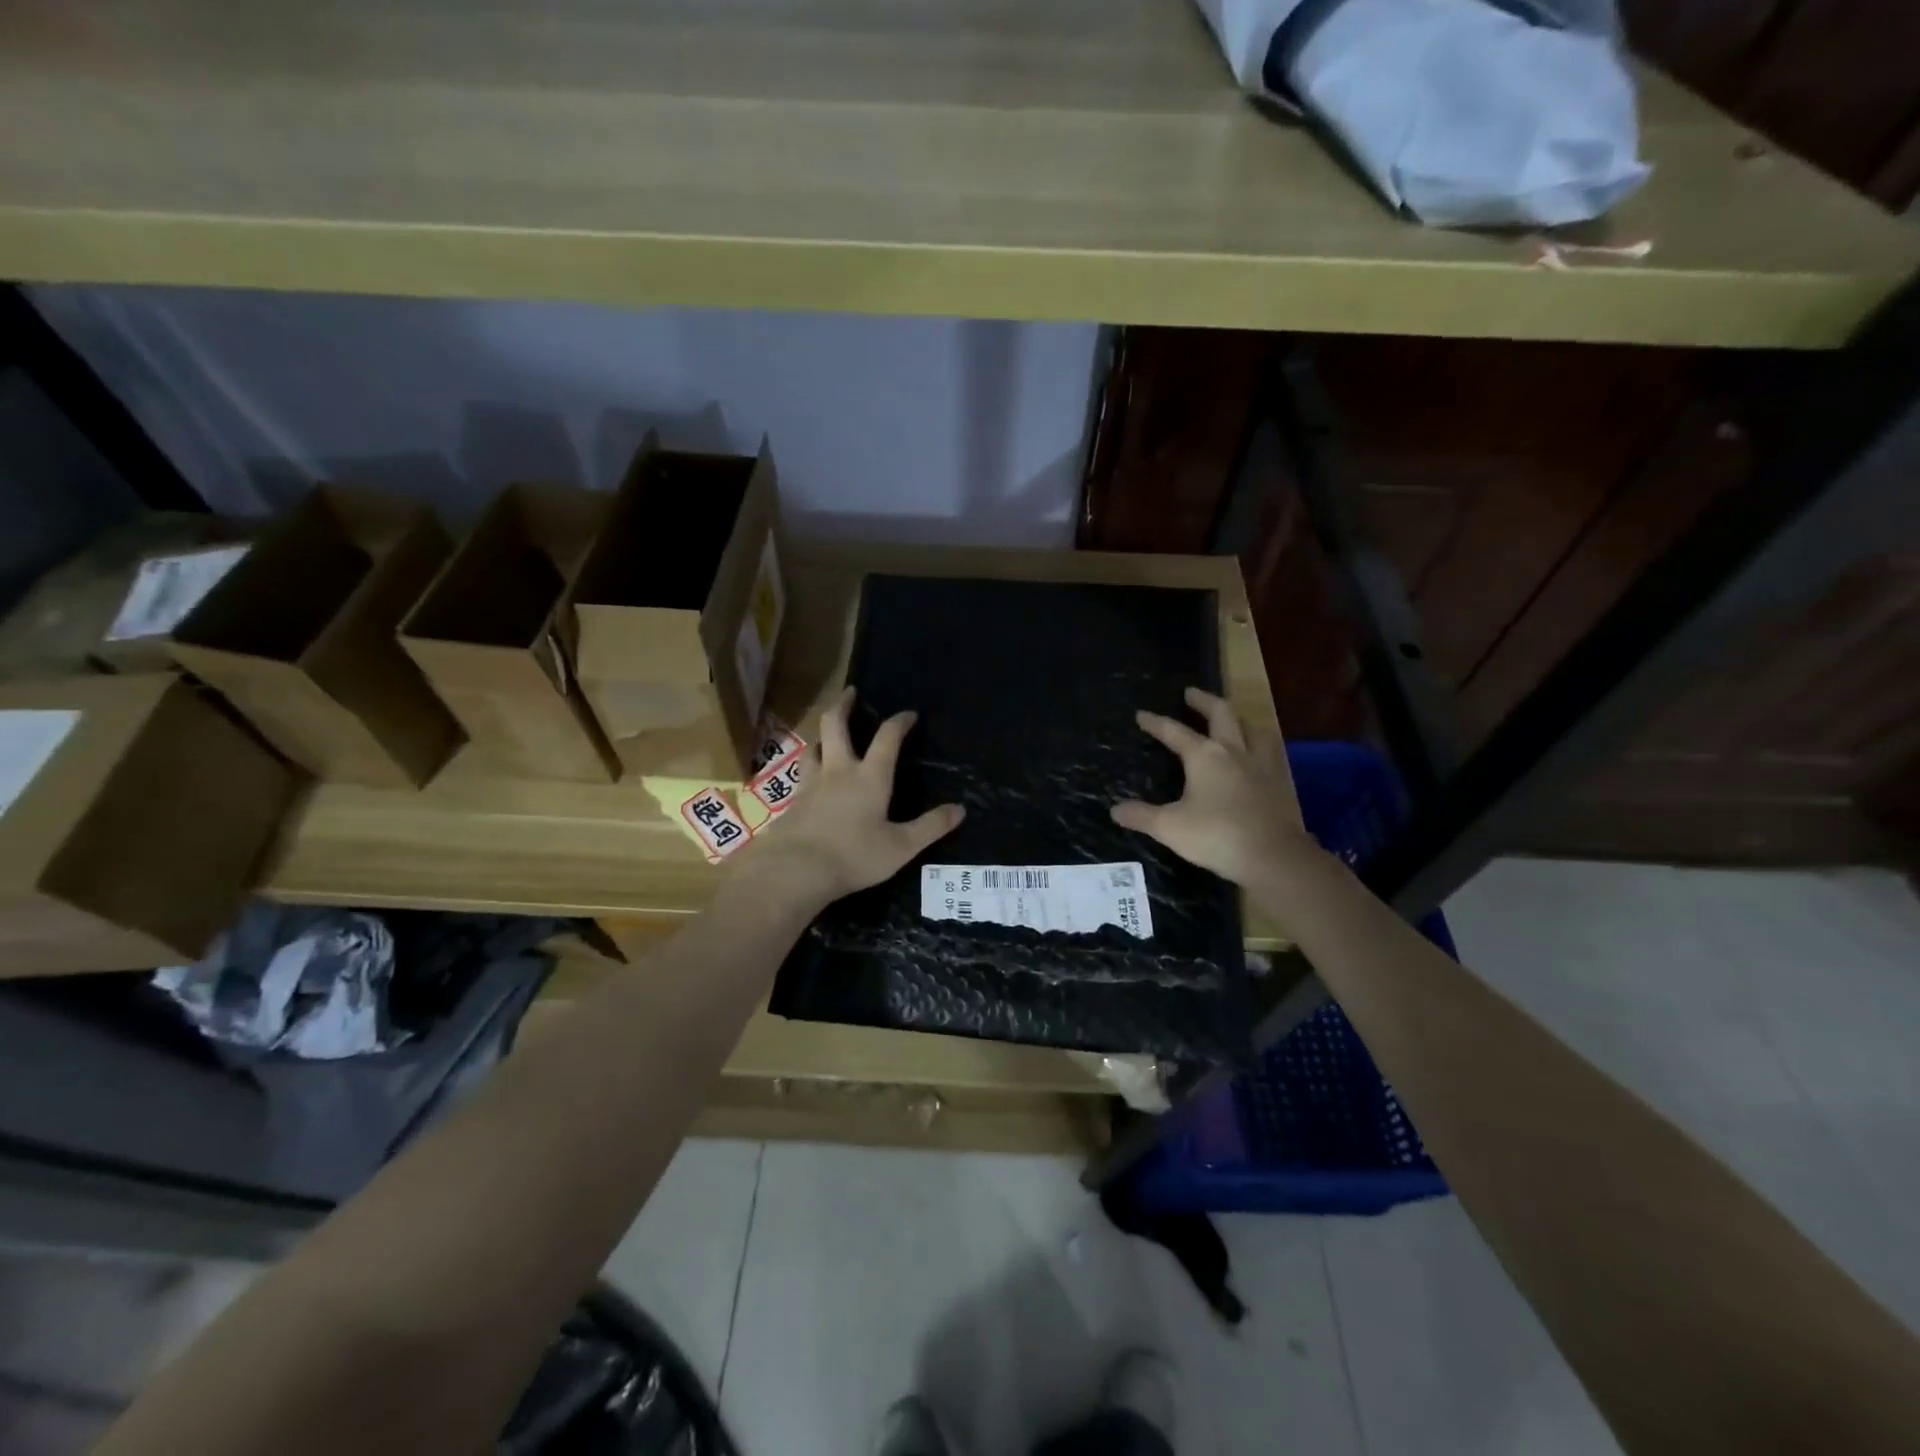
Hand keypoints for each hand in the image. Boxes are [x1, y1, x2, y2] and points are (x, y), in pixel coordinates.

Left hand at [746, 687, 964, 904]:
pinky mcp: (792, 803)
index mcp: (870, 777)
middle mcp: (838, 771)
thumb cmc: (854, 856)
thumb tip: (959, 809)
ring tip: (829, 737)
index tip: (909, 714)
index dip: (899, 721)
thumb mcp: (901, 847)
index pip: (887, 737)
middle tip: (850, 693)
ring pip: (813, 748)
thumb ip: (931, 827)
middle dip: (844, 705)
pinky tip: (813, 782)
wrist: (795, 870)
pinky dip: (810, 769)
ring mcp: (811, 785)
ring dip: (823, 737)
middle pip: (836, 725)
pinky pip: (802, 776)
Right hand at [1110, 687, 1316, 887]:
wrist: (1273, 856)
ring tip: (1230, 719)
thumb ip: (1141, 816)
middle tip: (1191, 693)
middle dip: (1203, 701)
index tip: (1142, 714)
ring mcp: (1262, 764)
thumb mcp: (1169, 827)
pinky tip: (1258, 753)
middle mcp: (1234, 750)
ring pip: (1252, 728)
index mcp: (1204, 756)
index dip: (1156, 723)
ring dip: (1238, 719)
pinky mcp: (1281, 781)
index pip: (1174, 732)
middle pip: (1221, 713)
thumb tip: (1115, 809)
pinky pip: (1271, 751)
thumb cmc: (1216, 836)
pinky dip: (1260, 743)